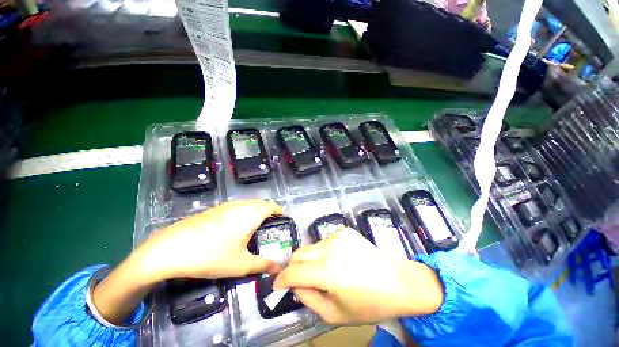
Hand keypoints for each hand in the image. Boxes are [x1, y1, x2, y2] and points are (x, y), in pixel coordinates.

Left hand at [139, 199, 283, 281]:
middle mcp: (241, 205)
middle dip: (269, 211)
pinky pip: (237, 206)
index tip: (282, 219)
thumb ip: (263, 265)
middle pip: (261, 202)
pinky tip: (235, 227)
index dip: (279, 210)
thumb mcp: (241, 264)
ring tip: (255, 226)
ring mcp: (226, 205)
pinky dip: (243, 211)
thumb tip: (278, 269)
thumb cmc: (212, 255)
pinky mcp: (215, 209)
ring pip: (248, 203)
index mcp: (252, 214)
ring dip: (256, 210)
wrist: (172, 248)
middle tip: (270, 225)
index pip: (272, 206)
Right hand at [273, 228, 443, 324]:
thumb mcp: (335, 313)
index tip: (277, 285)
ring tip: (324, 272)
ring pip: (311, 246)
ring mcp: (337, 235)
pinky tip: (338, 260)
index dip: (281, 279)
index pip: (293, 272)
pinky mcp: (344, 231)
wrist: (399, 281)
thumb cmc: (369, 303)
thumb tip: (295, 286)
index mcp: (326, 271)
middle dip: (293, 267)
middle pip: (298, 253)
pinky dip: (324, 251)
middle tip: (298, 279)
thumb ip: (309, 299)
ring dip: (310, 259)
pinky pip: (325, 241)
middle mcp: (328, 247)